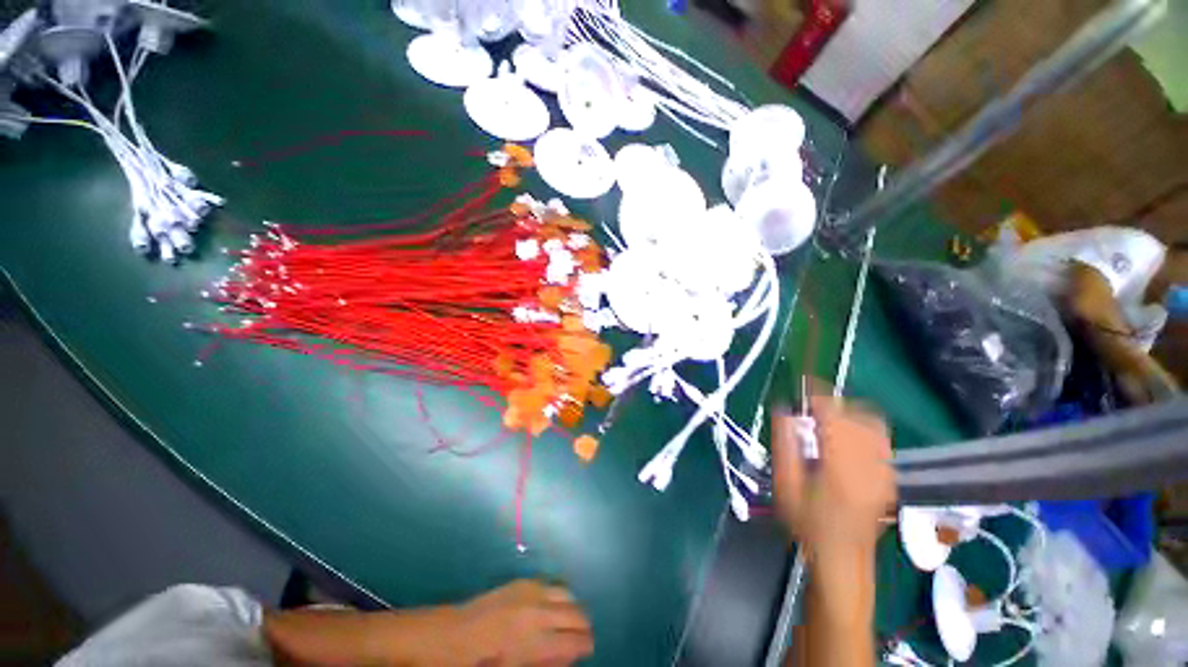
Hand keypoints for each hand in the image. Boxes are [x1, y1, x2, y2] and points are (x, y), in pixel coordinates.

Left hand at [446, 580, 593, 665]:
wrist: (455, 633)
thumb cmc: (483, 662)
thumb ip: (546, 663)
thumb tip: (569, 655)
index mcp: (536, 641)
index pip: (575, 642)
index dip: (586, 646)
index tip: (587, 650)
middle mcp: (539, 611)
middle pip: (577, 614)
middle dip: (583, 627)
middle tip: (580, 638)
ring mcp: (532, 592)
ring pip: (568, 594)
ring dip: (572, 608)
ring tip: (567, 621)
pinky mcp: (523, 581)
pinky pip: (551, 585)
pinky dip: (557, 596)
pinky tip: (550, 607)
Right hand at [771, 392, 895, 561]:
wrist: (842, 558)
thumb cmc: (807, 522)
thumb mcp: (785, 484)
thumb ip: (784, 443)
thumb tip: (784, 410)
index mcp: (840, 463)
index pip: (834, 414)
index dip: (818, 393)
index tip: (803, 382)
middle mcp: (868, 461)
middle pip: (859, 414)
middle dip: (834, 402)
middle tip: (811, 408)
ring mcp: (884, 469)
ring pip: (875, 424)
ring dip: (851, 412)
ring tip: (828, 419)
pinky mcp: (889, 476)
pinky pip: (881, 439)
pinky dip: (864, 427)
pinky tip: (846, 438)